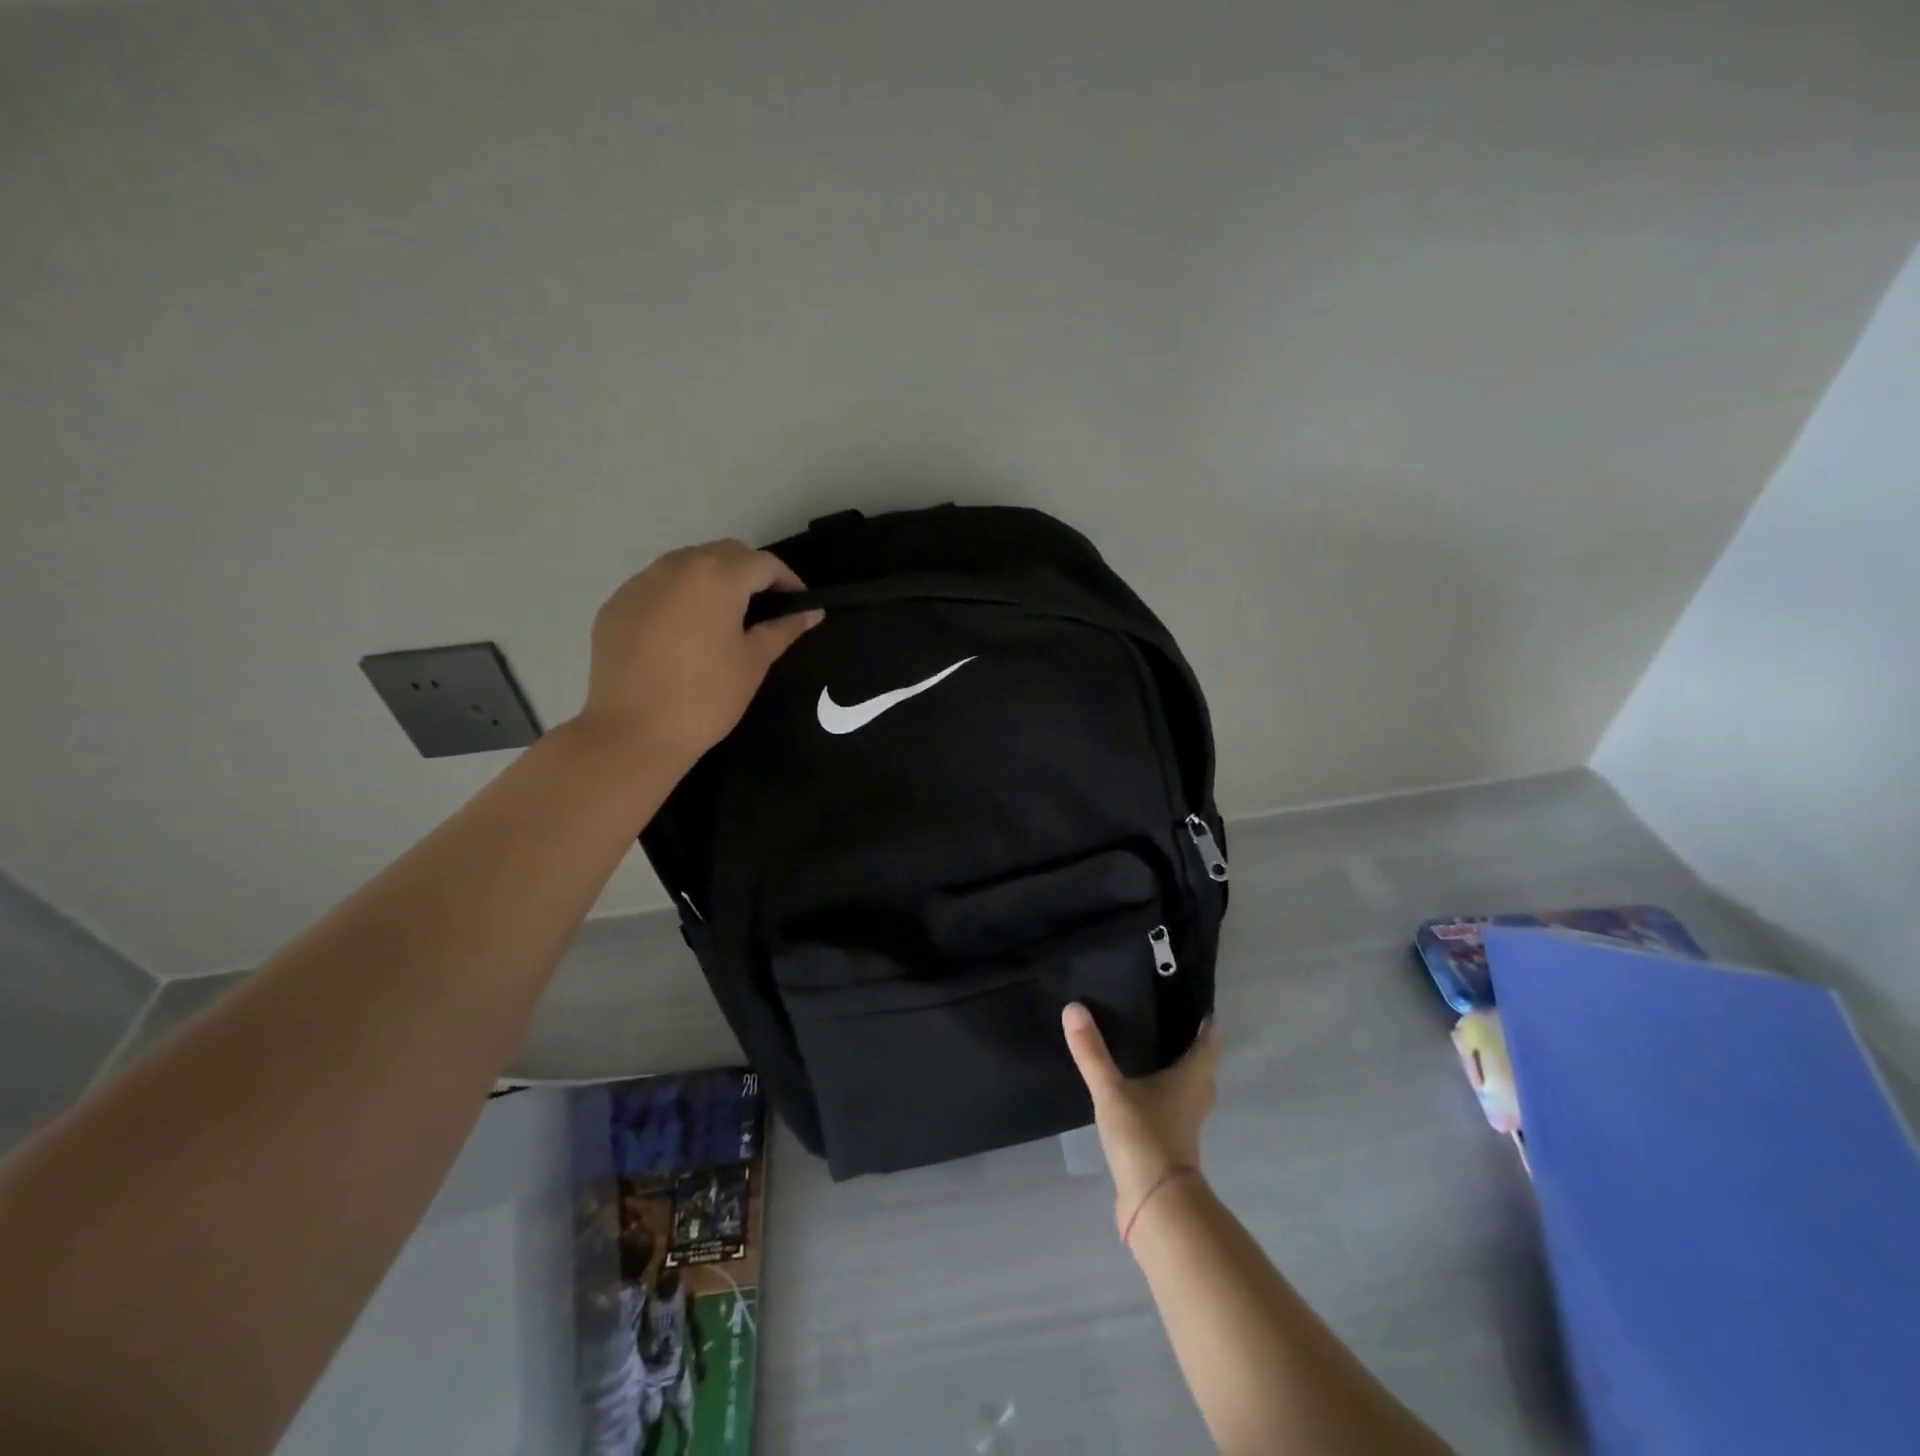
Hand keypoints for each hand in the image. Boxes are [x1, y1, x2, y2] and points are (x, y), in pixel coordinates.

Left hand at [576, 540, 822, 766]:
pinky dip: (678, 596)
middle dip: (749, 573)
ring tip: (723, 616)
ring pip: (686, 565)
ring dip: (712, 580)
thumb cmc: (707, 697)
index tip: (799, 603)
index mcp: (717, 578)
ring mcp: (639, 583)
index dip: (787, 580)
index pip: (763, 563)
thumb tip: (812, 612)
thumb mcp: (754, 662)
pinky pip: (656, 586)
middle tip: (764, 607)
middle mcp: (676, 567)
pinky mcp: (615, 605)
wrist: (634, 732)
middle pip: (723, 554)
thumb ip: (783, 629)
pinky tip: (683, 632)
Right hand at [1063, 1004, 1219, 1237]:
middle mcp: (1194, 1099)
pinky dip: (1159, 1099)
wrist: (1156, 1206)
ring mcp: (1184, 1127)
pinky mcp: (1169, 1148)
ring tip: (1148, 1053)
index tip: (1197, 1004)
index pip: (1209, 1044)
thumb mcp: (1111, 1091)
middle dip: (1189, 1048)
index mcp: (1191, 1079)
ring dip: (1175, 1075)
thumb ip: (1092, 1052)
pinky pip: (1169, 1112)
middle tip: (1166, 1023)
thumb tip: (1074, 1007)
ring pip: (1186, 1092)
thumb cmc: (1144, 1137)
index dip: (1207, 1024)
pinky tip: (1135, 1094)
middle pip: (1201, 1068)